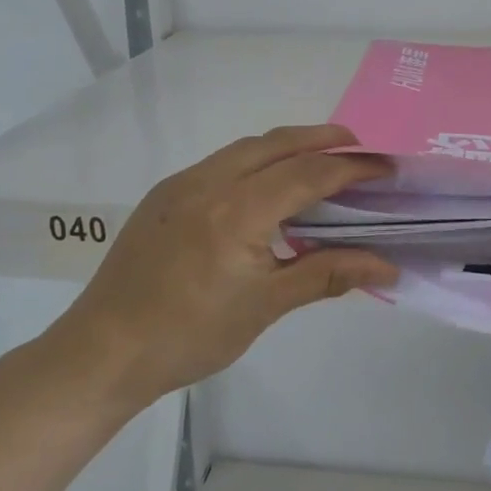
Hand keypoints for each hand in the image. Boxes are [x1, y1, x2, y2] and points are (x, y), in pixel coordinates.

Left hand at [56, 125, 398, 409]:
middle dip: (323, 139)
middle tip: (361, 149)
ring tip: (321, 160)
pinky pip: (221, 162)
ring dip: (288, 146)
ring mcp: (181, 184)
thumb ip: (327, 274)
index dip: (353, 168)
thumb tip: (387, 266)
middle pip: (278, 144)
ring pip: (247, 148)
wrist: (104, 351)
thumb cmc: (190, 335)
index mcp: (237, 211)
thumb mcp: (265, 306)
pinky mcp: (164, 194)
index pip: (308, 174)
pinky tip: (268, 185)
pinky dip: (256, 161)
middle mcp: (209, 182)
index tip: (387, 169)